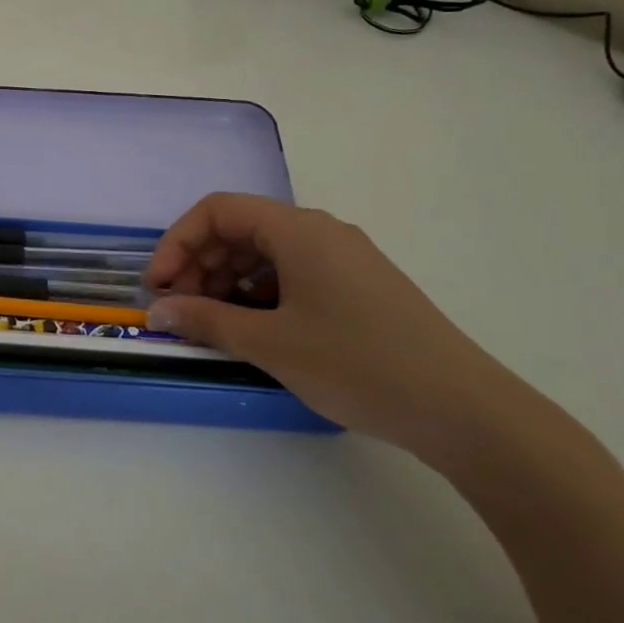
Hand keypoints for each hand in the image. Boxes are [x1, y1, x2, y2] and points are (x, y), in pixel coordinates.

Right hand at [143, 194, 537, 463]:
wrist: (466, 411)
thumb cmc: (358, 364)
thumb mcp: (271, 344)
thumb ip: (206, 321)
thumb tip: (158, 312)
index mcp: (298, 230)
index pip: (217, 211)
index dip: (177, 243)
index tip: (158, 287)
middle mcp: (320, 232)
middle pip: (239, 229)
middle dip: (198, 264)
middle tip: (178, 309)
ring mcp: (342, 259)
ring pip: (264, 253)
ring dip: (225, 281)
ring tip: (209, 323)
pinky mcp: (357, 287)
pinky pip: (291, 273)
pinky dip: (258, 293)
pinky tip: (251, 329)